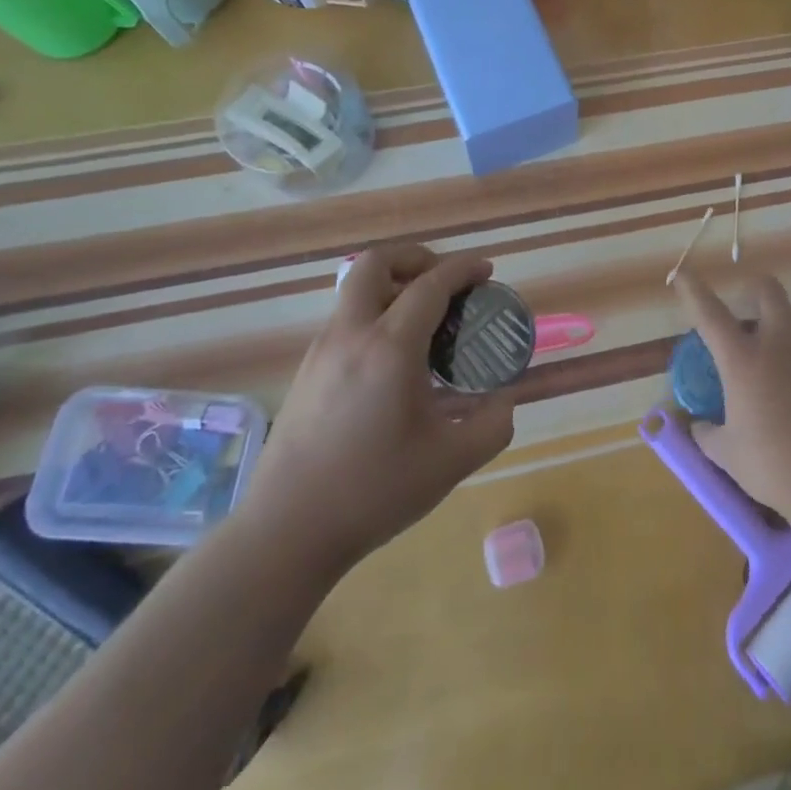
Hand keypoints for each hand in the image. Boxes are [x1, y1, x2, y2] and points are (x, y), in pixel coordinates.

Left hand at [243, 244, 515, 575]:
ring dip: (392, 287)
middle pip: (375, 263)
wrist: (286, 532)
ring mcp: (321, 351)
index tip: (486, 270)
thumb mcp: (451, 462)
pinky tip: (394, 360)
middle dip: (414, 258)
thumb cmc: (373, 491)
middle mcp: (351, 335)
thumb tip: (504, 402)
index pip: (431, 285)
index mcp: (390, 348)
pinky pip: (346, 320)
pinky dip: (375, 315)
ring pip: (355, 291)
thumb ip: (492, 425)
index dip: (463, 269)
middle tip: (444, 282)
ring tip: (425, 323)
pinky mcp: (306, 372)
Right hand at [673, 270, 790, 519]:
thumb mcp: (727, 453)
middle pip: (768, 292)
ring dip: (779, 321)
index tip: (682, 273)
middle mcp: (778, 344)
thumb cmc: (771, 463)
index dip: (693, 290)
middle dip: (753, 290)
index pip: (711, 314)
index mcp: (743, 359)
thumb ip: (708, 434)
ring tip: (769, 348)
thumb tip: (699, 427)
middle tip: (743, 308)